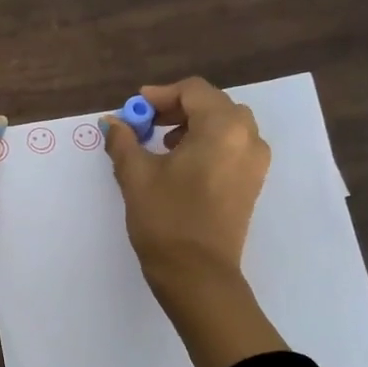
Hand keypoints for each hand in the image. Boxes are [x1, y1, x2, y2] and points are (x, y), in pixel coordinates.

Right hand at [103, 77, 286, 366]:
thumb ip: (124, 141)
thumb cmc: (166, 219)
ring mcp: (255, 162)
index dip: (160, 95)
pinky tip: (181, 165)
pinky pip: (232, 147)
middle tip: (146, 124)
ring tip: (161, 145)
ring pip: (225, 126)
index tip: (135, 109)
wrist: (198, 275)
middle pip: (213, 105)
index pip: (194, 91)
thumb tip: (112, 122)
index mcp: (223, 128)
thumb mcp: (136, 175)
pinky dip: (207, 144)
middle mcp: (248, 138)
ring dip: (193, 126)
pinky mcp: (252, 183)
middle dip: (177, 109)